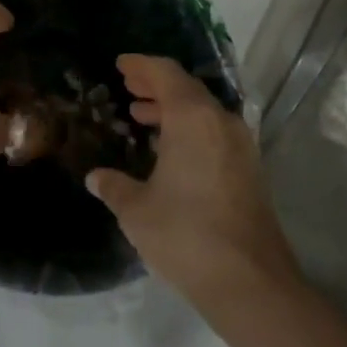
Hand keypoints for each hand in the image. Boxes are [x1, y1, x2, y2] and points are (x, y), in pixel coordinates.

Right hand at [87, 55, 301, 310]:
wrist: (250, 282)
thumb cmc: (186, 235)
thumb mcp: (137, 210)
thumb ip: (114, 186)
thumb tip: (96, 177)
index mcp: (193, 118)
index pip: (166, 74)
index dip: (141, 66)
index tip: (121, 64)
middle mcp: (222, 122)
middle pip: (187, 89)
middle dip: (156, 86)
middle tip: (129, 87)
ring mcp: (241, 146)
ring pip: (203, 113)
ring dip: (173, 110)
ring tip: (142, 116)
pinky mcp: (250, 171)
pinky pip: (215, 134)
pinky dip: (190, 130)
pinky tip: (169, 151)